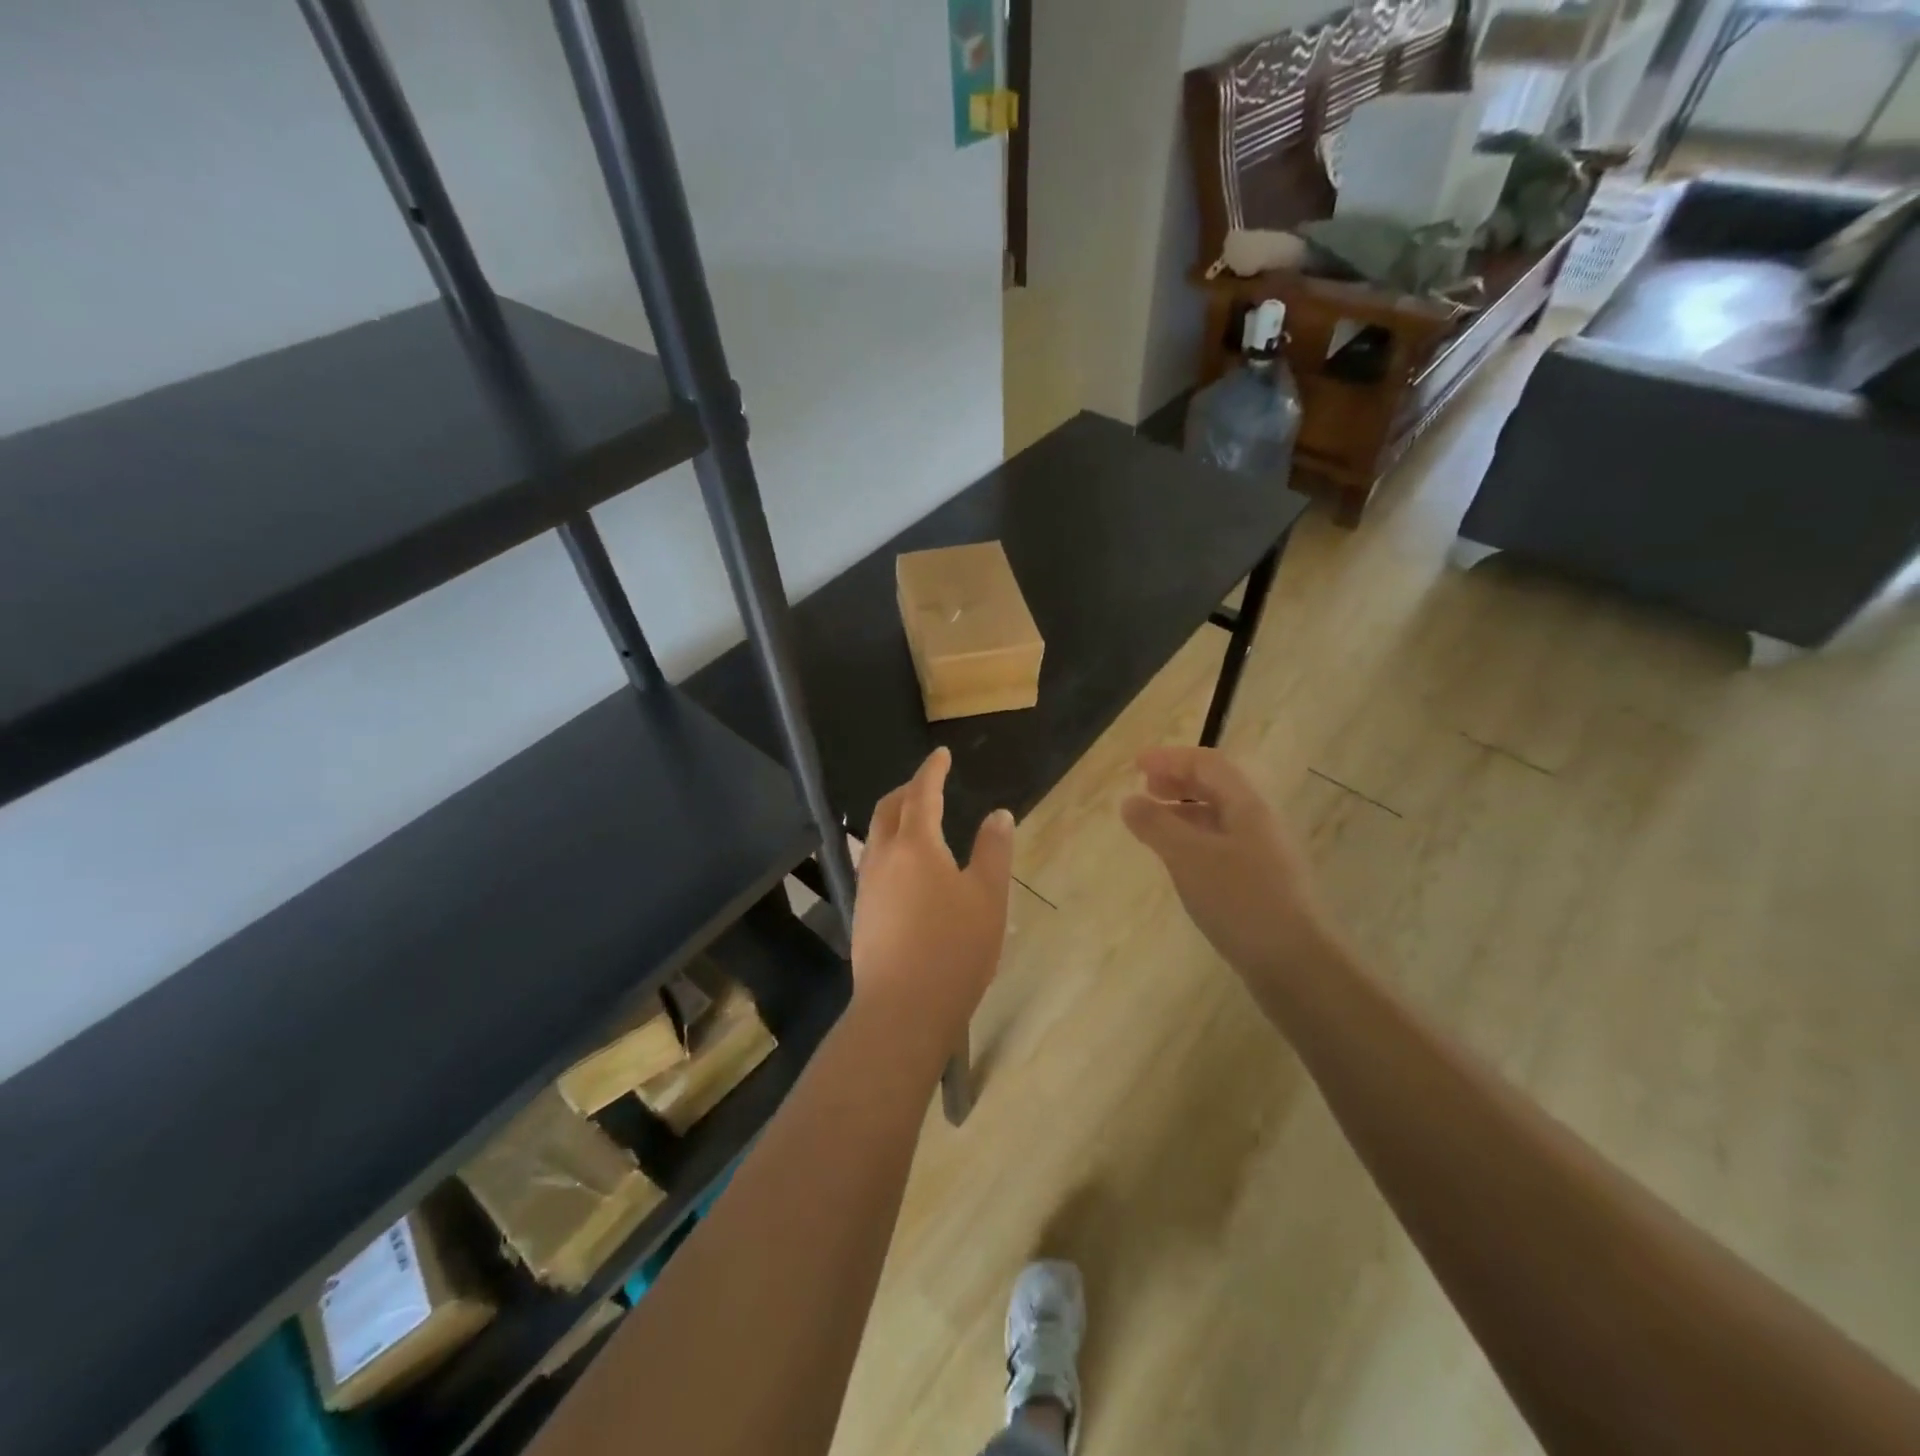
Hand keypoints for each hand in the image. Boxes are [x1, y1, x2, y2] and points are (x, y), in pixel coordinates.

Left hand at [852, 748, 1014, 1044]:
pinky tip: (906, 868)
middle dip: (907, 789)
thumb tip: (998, 814)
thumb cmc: (954, 948)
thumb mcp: (988, 897)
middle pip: (888, 809)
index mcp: (915, 845)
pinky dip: (889, 846)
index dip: (931, 770)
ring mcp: (867, 886)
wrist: (902, 1010)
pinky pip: (873, 862)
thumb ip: (993, 851)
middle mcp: (883, 857)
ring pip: (876, 836)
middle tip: (929, 784)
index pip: (922, 793)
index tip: (941, 755)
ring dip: (894, 818)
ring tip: (917, 822)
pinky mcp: (862, 912)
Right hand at [1121, 746, 1334, 976]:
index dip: (1171, 758)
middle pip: (1217, 787)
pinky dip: (1194, 840)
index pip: (1208, 764)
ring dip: (1184, 811)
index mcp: (1247, 806)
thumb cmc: (1240, 900)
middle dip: (1179, 781)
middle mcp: (1259, 823)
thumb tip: (1130, 800)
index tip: (1136, 765)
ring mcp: (1264, 855)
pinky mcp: (1261, 884)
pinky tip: (1180, 862)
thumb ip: (1156, 825)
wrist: (1295, 964)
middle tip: (1145, 788)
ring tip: (1154, 824)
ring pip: (1219, 818)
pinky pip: (1222, 846)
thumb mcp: (1188, 857)